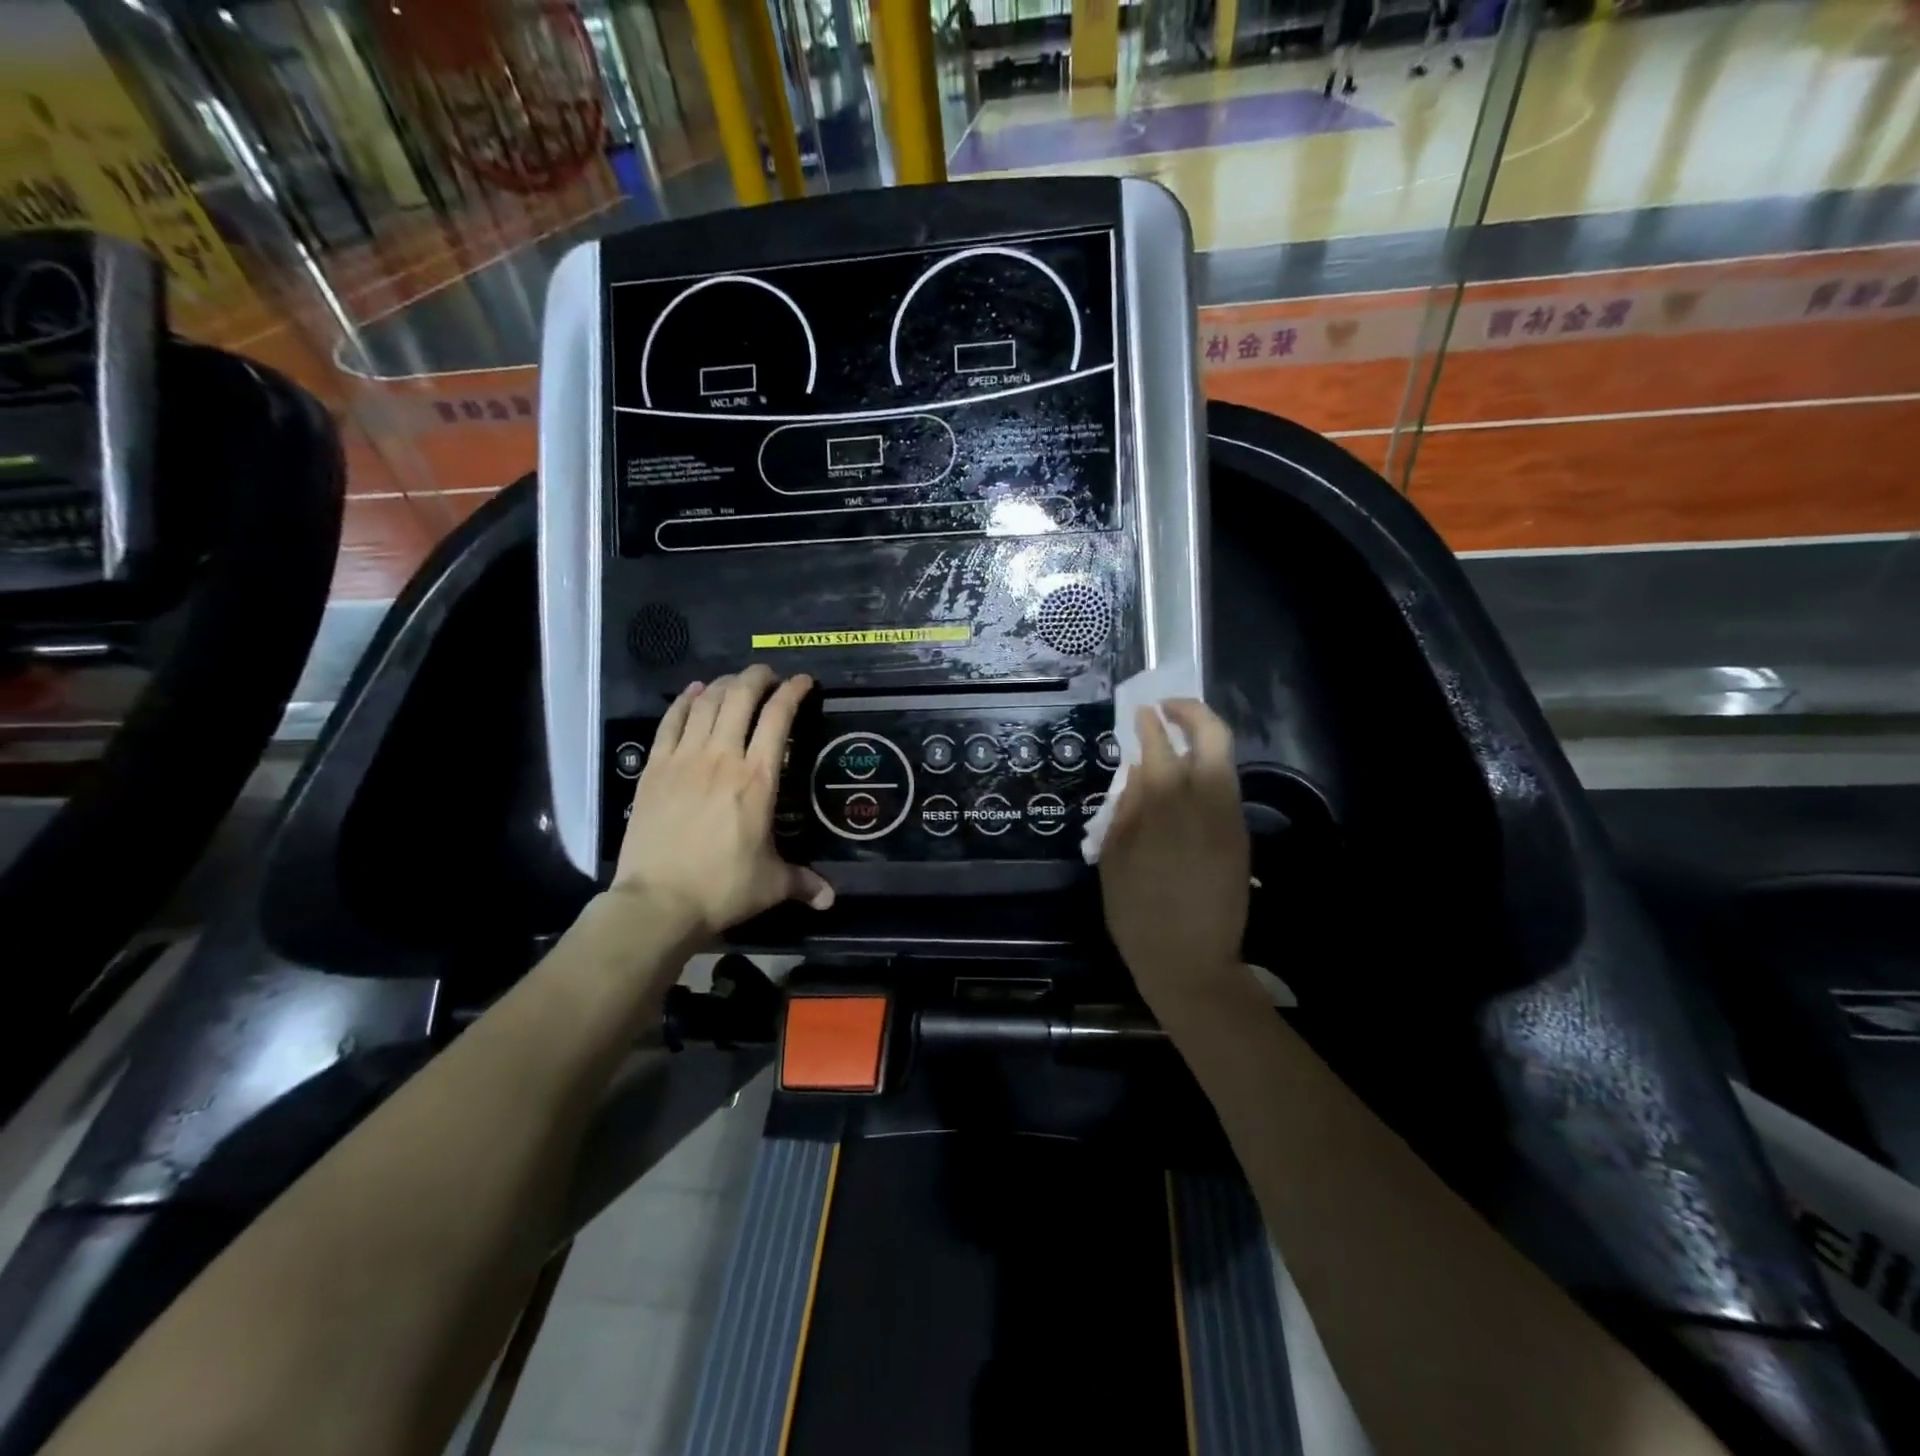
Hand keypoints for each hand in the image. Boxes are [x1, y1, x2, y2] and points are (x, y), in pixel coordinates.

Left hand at [613, 665, 833, 939]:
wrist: (657, 902)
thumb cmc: (722, 889)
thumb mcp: (771, 885)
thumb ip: (803, 882)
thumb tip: (830, 899)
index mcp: (758, 779)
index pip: (779, 718)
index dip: (793, 692)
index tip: (803, 682)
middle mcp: (722, 757)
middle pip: (740, 697)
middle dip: (758, 678)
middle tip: (768, 676)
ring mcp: (684, 759)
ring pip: (706, 703)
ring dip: (724, 684)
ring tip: (735, 682)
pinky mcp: (654, 769)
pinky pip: (670, 722)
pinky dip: (685, 702)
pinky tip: (693, 693)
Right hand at [1099, 700, 1249, 1007]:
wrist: (1190, 962)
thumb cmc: (1137, 913)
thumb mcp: (1114, 859)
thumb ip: (1125, 808)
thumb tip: (1138, 770)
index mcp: (1165, 809)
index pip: (1161, 747)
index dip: (1150, 724)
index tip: (1140, 711)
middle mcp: (1205, 804)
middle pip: (1213, 738)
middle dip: (1192, 713)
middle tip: (1167, 709)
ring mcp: (1229, 819)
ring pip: (1225, 760)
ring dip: (1202, 739)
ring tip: (1175, 739)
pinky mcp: (1240, 837)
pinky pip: (1226, 788)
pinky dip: (1208, 770)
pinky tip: (1186, 781)